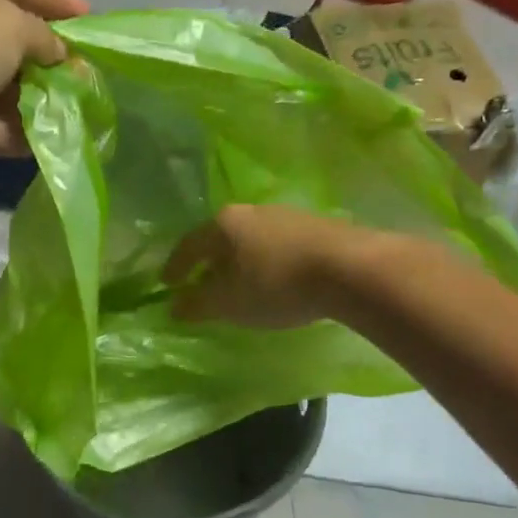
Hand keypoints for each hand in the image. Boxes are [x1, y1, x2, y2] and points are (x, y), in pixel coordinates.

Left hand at [0, 0, 87, 178]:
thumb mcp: (9, 27)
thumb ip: (44, 38)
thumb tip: (60, 55)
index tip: (91, 22)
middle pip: (12, 41)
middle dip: (50, 64)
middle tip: (86, 84)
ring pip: (0, 89)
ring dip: (34, 106)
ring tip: (72, 122)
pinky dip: (9, 134)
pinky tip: (42, 148)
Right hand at [162, 204, 360, 329]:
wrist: (350, 268)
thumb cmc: (276, 284)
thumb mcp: (229, 303)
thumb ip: (198, 305)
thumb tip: (174, 306)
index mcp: (223, 224)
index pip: (188, 245)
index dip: (175, 266)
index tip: (167, 284)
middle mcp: (251, 211)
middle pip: (220, 238)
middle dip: (209, 263)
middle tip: (202, 284)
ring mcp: (285, 215)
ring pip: (251, 240)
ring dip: (240, 262)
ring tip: (241, 285)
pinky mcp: (315, 225)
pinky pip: (277, 245)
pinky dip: (267, 261)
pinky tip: (275, 279)